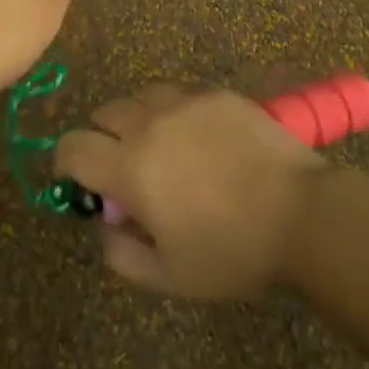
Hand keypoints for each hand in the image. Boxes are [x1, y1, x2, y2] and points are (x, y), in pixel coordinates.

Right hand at [54, 85, 326, 299]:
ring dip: (138, 121)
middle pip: (103, 114)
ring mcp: (184, 101)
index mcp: (129, 166)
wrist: (302, 215)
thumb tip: (103, 225)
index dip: (66, 161)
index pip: (72, 147)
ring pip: (140, 98)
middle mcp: (148, 122)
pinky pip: (179, 95)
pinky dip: (175, 113)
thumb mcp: (169, 275)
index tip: (79, 179)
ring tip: (163, 150)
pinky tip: (201, 141)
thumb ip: (121, 254)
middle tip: (127, 171)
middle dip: (103, 139)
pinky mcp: (216, 93)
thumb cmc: (231, 252)